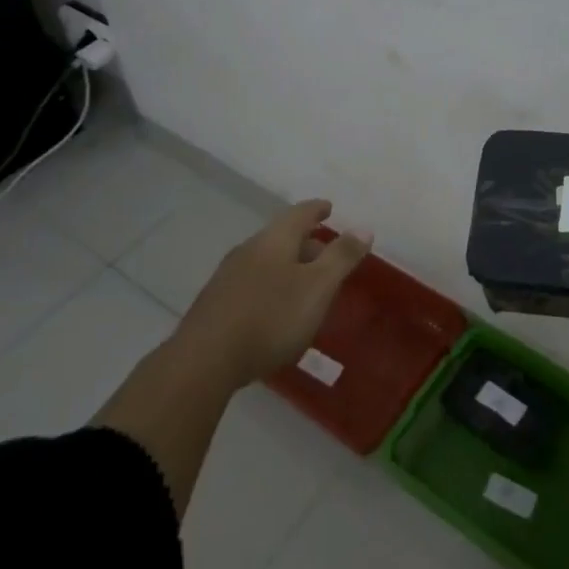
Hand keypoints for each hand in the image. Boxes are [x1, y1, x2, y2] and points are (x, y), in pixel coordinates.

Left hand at [172, 199, 372, 389]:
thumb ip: (341, 257)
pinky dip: (270, 287)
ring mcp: (228, 277)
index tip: (329, 207)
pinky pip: (251, 284)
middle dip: (306, 243)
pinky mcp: (215, 304)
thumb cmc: (270, 317)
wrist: (204, 361)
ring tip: (304, 286)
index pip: (300, 213)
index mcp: (274, 240)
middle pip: (281, 237)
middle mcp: (249, 250)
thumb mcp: (317, 287)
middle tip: (326, 255)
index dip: (317, 209)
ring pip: (265, 261)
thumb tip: (364, 227)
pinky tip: (274, 311)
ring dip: (287, 267)